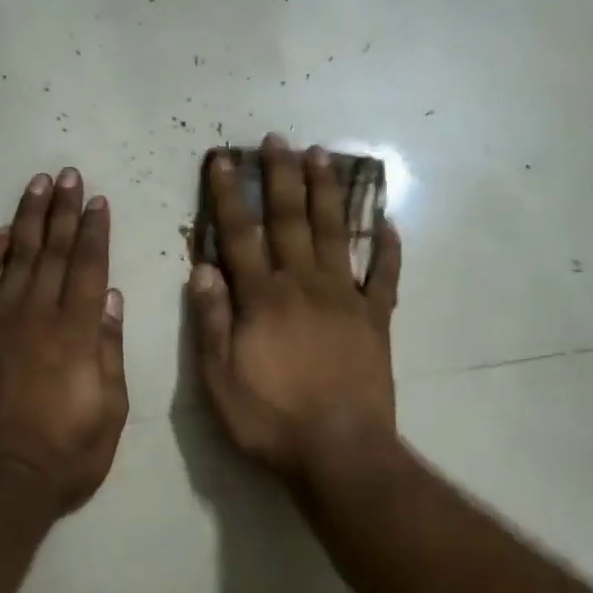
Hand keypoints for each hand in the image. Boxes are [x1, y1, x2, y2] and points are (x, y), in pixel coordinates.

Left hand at [0, 168, 128, 512]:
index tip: (98, 201)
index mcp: (78, 331)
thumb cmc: (66, 453)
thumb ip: (109, 349)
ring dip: (29, 218)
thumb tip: (110, 298)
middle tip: (69, 175)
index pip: (89, 266)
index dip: (95, 230)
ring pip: (17, 257)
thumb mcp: (111, 409)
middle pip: (54, 250)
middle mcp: (38, 314)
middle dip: (64, 210)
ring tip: (39, 185)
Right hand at [189, 135, 401, 475]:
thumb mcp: (219, 379)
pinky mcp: (376, 319)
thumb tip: (202, 268)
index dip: (229, 196)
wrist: (340, 452)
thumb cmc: (271, 419)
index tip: (224, 159)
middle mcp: (304, 285)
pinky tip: (389, 223)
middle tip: (278, 139)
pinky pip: (385, 276)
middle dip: (281, 177)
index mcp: (263, 298)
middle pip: (290, 220)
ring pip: (334, 234)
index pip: (240, 235)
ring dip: (326, 193)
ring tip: (322, 155)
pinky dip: (389, 249)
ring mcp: (346, 298)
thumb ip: (212, 320)